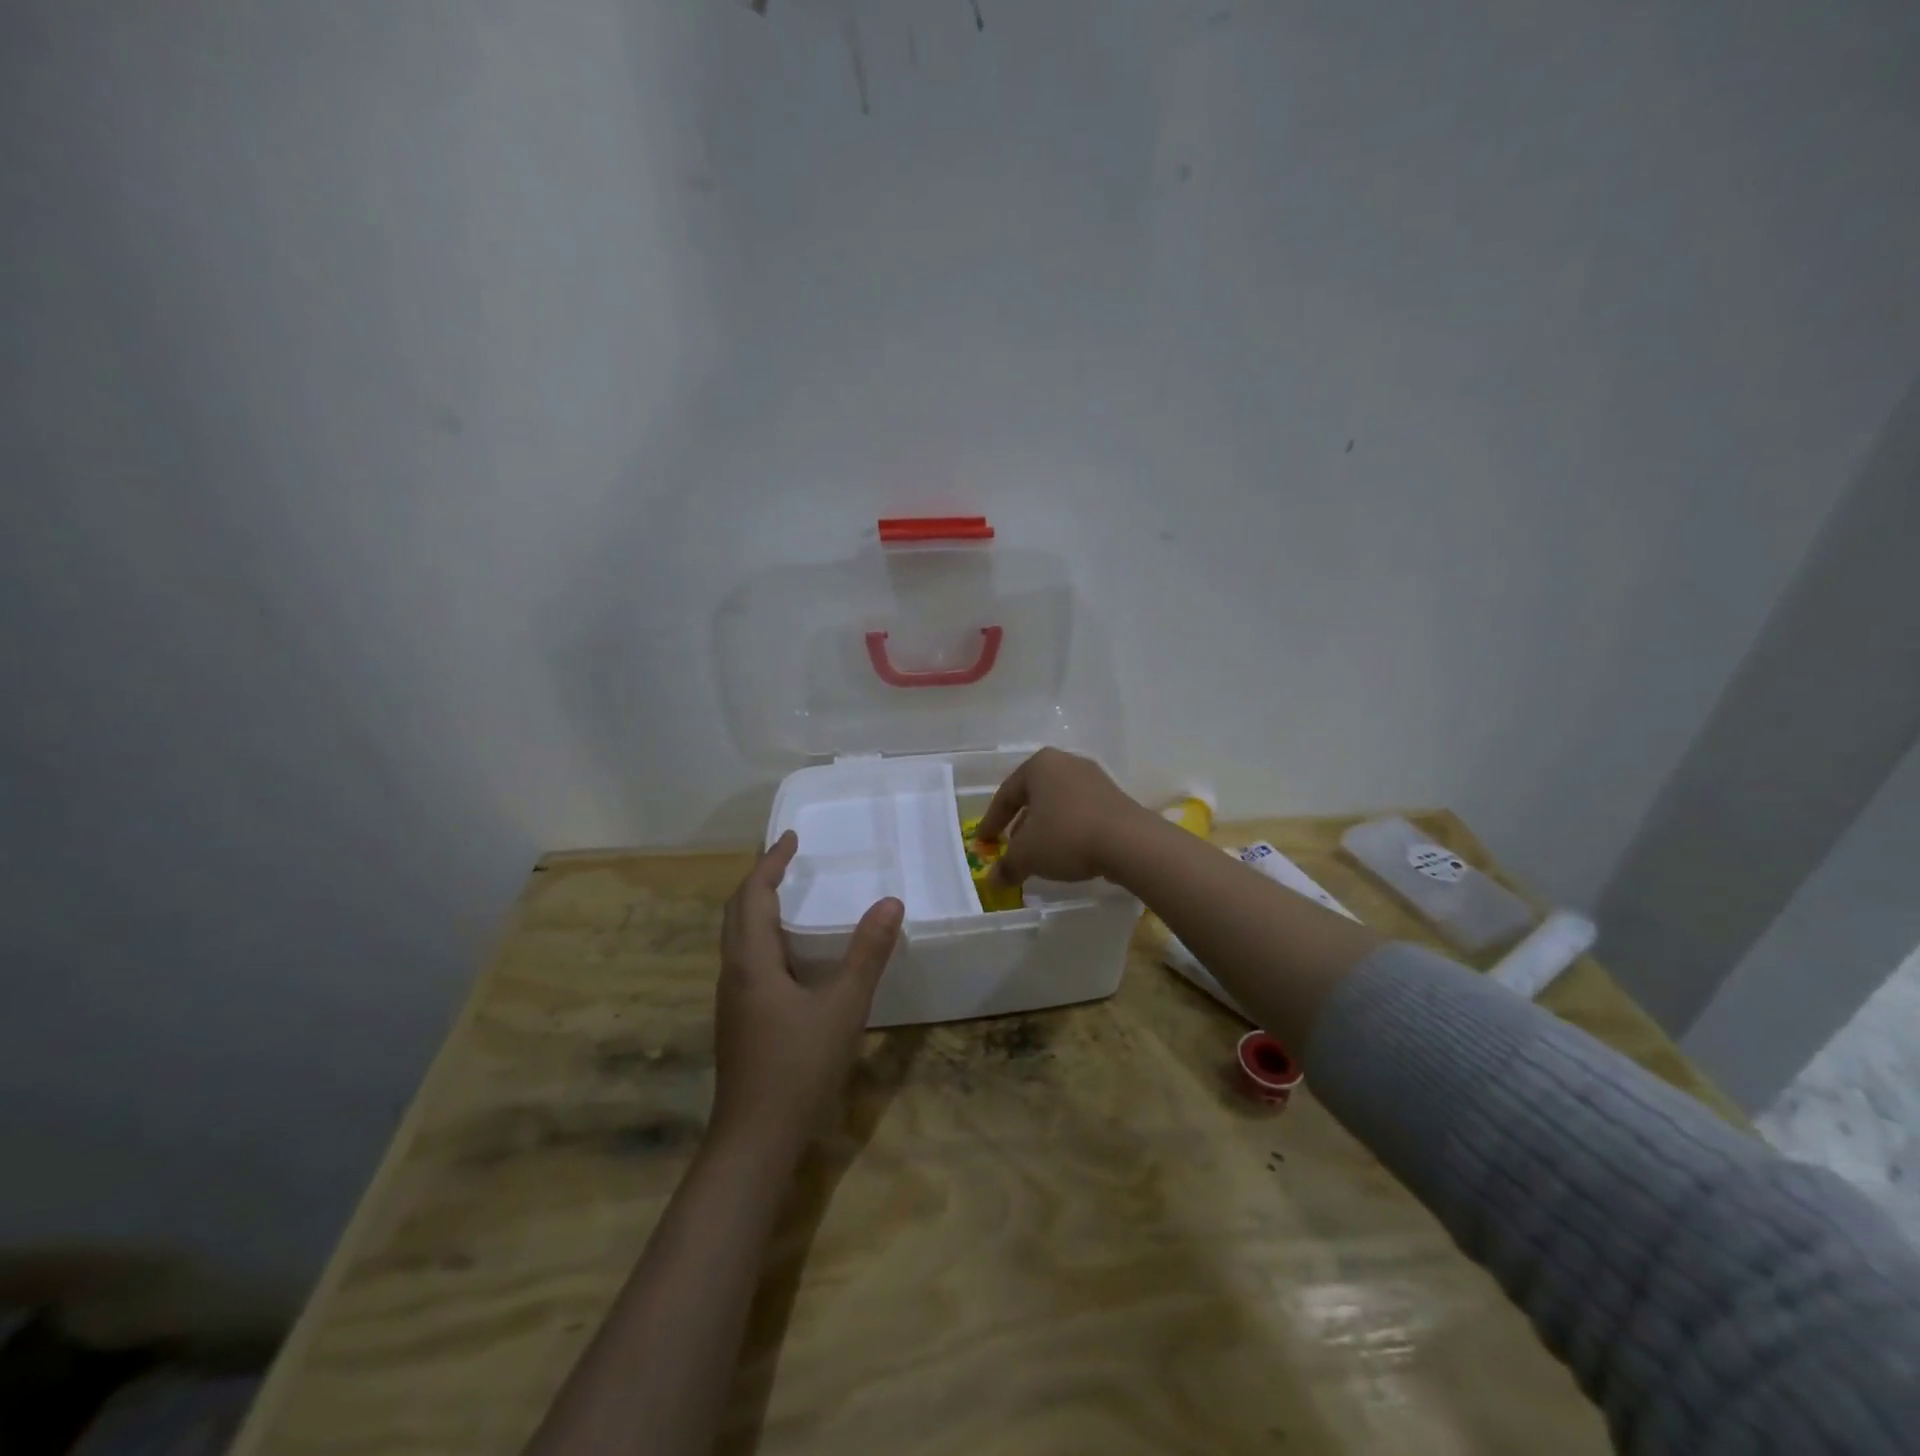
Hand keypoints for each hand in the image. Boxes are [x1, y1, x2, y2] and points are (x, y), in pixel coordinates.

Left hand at [711, 831, 903, 1149]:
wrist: (755, 1140)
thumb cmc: (798, 1067)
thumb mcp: (843, 1006)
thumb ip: (867, 953)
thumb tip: (891, 902)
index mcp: (751, 962)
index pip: (753, 896)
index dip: (770, 863)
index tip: (791, 837)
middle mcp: (734, 973)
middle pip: (737, 912)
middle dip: (760, 880)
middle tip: (789, 859)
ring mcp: (732, 999)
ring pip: (738, 938)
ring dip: (758, 908)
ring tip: (791, 895)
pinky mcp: (740, 1020)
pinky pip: (747, 960)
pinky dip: (765, 937)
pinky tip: (793, 954)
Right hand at [974, 747, 1149, 886]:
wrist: (1129, 842)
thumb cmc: (1066, 836)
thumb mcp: (1027, 855)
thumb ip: (1006, 866)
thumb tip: (992, 880)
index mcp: (1039, 765)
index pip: (1006, 794)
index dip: (991, 821)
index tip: (983, 842)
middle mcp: (1065, 763)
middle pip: (1033, 796)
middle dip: (1019, 823)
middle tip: (1009, 846)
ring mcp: (1093, 778)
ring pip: (1057, 804)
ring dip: (1044, 827)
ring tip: (1037, 853)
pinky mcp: (1114, 797)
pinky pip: (1080, 812)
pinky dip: (1067, 829)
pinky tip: (1066, 852)